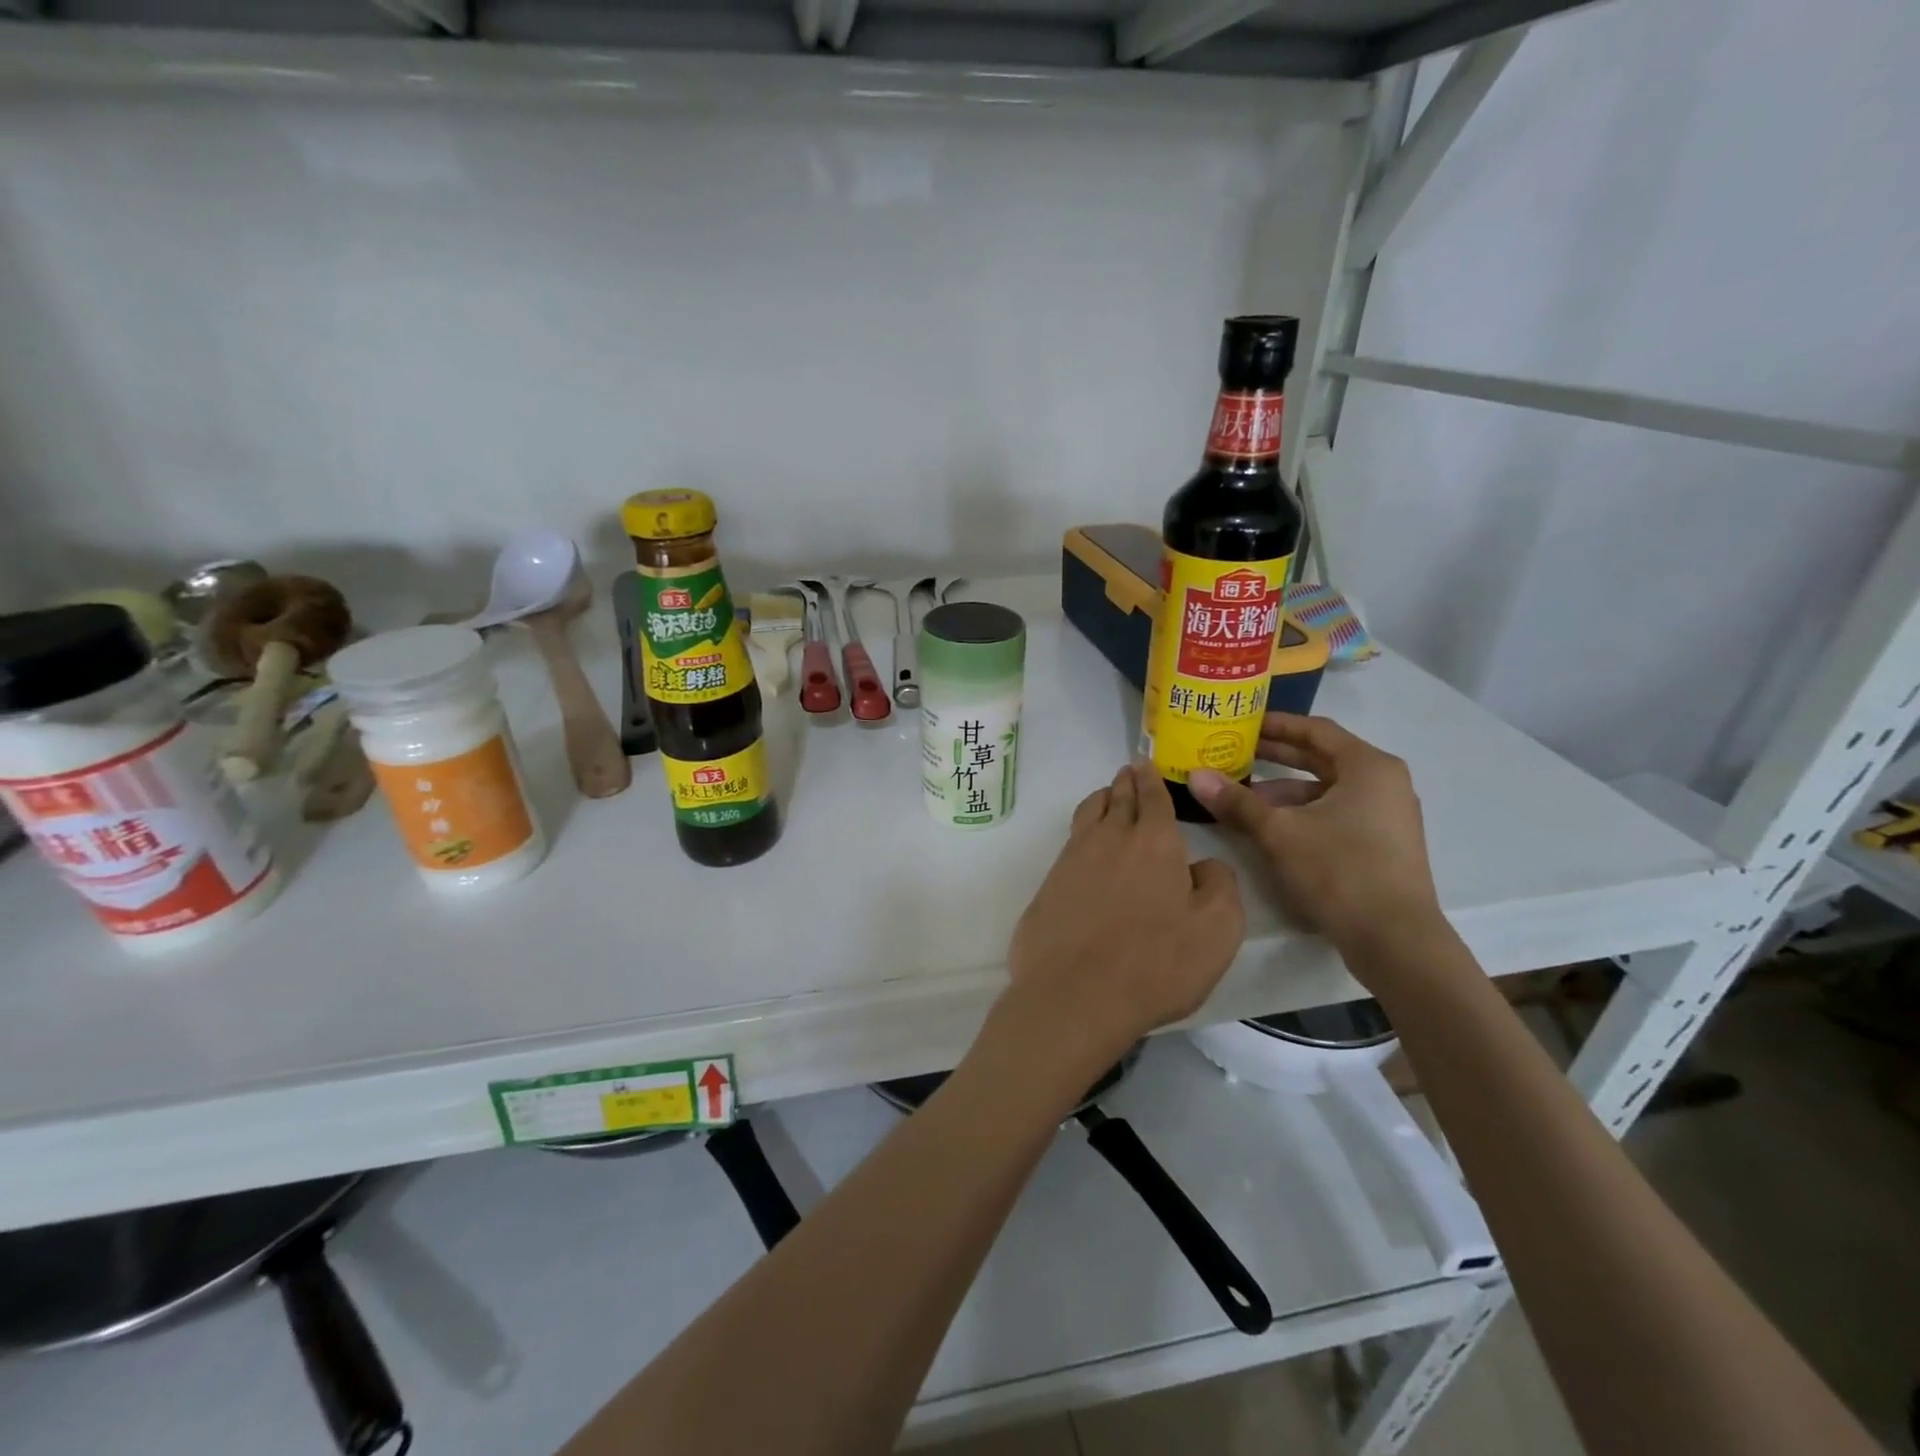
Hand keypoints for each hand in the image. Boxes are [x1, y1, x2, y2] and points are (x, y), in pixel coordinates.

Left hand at [1005, 762, 1245, 1061]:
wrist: (1075, 994)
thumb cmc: (1156, 963)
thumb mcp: (1217, 930)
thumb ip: (1219, 886)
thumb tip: (1204, 865)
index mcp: (1155, 842)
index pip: (1153, 797)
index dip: (1152, 780)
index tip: (1146, 764)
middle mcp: (1110, 839)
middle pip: (1117, 799)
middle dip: (1126, 782)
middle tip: (1128, 771)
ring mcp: (1073, 859)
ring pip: (1088, 814)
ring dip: (1101, 799)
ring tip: (1107, 796)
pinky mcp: (1049, 884)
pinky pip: (1069, 843)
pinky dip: (1081, 832)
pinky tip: (1085, 845)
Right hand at [1188, 714, 1442, 957]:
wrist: (1395, 939)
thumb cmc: (1340, 870)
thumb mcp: (1279, 832)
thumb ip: (1237, 802)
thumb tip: (1195, 776)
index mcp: (1368, 766)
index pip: (1315, 730)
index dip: (1276, 724)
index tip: (1242, 723)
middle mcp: (1383, 783)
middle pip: (1322, 758)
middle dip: (1277, 756)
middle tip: (1234, 751)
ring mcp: (1386, 816)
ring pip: (1327, 790)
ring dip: (1285, 790)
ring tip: (1242, 796)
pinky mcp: (1382, 845)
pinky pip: (1336, 813)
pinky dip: (1303, 813)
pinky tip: (1271, 828)